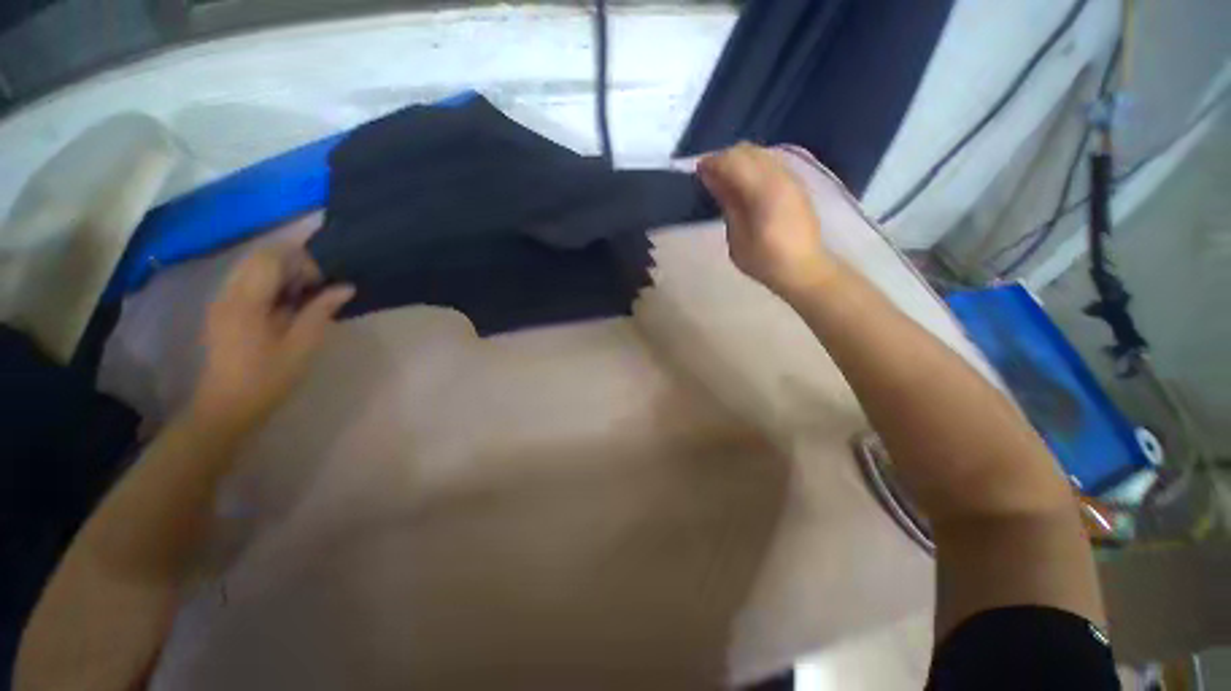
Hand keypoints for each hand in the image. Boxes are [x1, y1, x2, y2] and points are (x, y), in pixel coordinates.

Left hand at [190, 244, 354, 435]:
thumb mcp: (302, 346)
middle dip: (292, 264)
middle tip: (316, 289)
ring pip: (252, 267)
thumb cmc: (268, 379)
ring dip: (282, 274)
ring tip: (304, 298)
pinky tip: (286, 307)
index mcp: (246, 302)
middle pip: (259, 257)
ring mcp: (222, 301)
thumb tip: (345, 287)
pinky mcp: (223, 309)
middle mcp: (228, 293)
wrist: (227, 407)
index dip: (302, 262)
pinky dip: (271, 284)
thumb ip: (320, 312)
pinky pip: (247, 281)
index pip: (271, 258)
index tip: (323, 284)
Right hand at [698, 143, 836, 299]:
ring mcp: (791, 177)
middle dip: (724, 158)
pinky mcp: (796, 184)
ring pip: (760, 153)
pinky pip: (770, 163)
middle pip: (747, 151)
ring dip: (739, 161)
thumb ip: (727, 203)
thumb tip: (713, 179)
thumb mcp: (737, 237)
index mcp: (763, 190)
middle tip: (708, 177)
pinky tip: (744, 185)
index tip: (697, 172)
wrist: (803, 269)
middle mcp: (779, 175)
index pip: (733, 161)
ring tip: (724, 181)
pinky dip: (752, 167)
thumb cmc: (764, 260)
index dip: (712, 163)